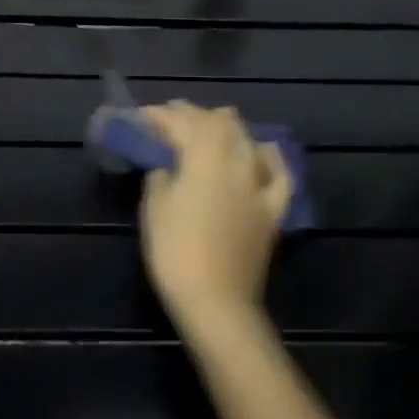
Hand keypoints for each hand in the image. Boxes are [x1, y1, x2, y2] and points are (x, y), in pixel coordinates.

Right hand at [138, 103, 292, 329]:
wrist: (218, 304)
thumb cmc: (176, 252)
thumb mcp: (154, 207)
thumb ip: (160, 174)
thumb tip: (167, 165)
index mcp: (204, 153)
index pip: (180, 121)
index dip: (158, 116)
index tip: (140, 117)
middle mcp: (236, 157)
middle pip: (216, 121)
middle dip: (191, 115)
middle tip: (168, 120)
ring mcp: (259, 182)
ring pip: (246, 137)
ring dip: (225, 127)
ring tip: (207, 129)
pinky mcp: (273, 208)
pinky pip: (278, 173)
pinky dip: (268, 157)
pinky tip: (261, 153)